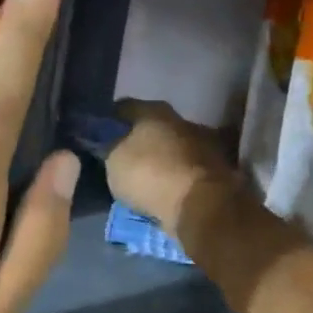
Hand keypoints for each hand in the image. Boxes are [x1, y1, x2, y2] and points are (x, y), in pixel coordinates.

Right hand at [106, 100, 237, 236]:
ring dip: (159, 160)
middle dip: (138, 140)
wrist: (200, 204)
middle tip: (121, 158)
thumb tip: (109, 141)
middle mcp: (181, 120)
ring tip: (142, 179)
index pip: (125, 107)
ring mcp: (202, 145)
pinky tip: (162, 190)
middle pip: (152, 127)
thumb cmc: (150, 173)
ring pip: (171, 148)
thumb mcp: (114, 160)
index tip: (97, 135)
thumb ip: (110, 146)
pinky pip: (184, 171)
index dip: (109, 120)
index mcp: (155, 110)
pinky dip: (173, 178)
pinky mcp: (215, 171)